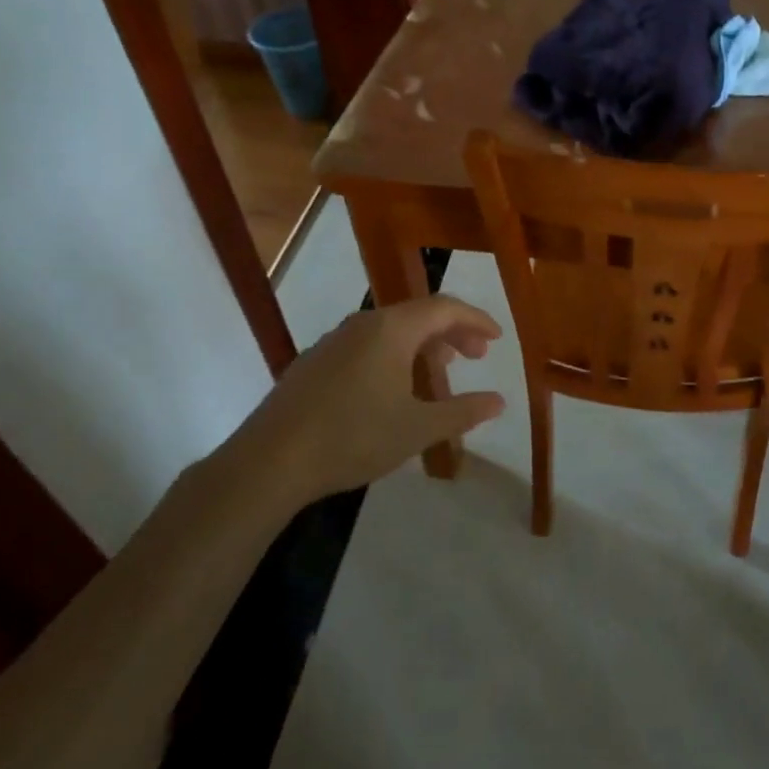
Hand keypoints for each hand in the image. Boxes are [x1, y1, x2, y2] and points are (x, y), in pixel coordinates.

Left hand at [247, 295, 507, 501]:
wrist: (270, 461)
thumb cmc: (353, 437)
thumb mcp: (417, 429)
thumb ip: (462, 412)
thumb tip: (499, 401)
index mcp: (392, 329)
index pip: (445, 308)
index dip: (476, 320)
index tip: (497, 338)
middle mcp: (364, 323)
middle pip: (418, 315)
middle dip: (452, 332)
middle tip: (476, 357)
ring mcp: (335, 341)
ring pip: (391, 331)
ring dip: (423, 346)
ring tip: (440, 373)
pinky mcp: (315, 362)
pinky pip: (367, 346)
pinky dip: (394, 356)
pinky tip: (394, 390)